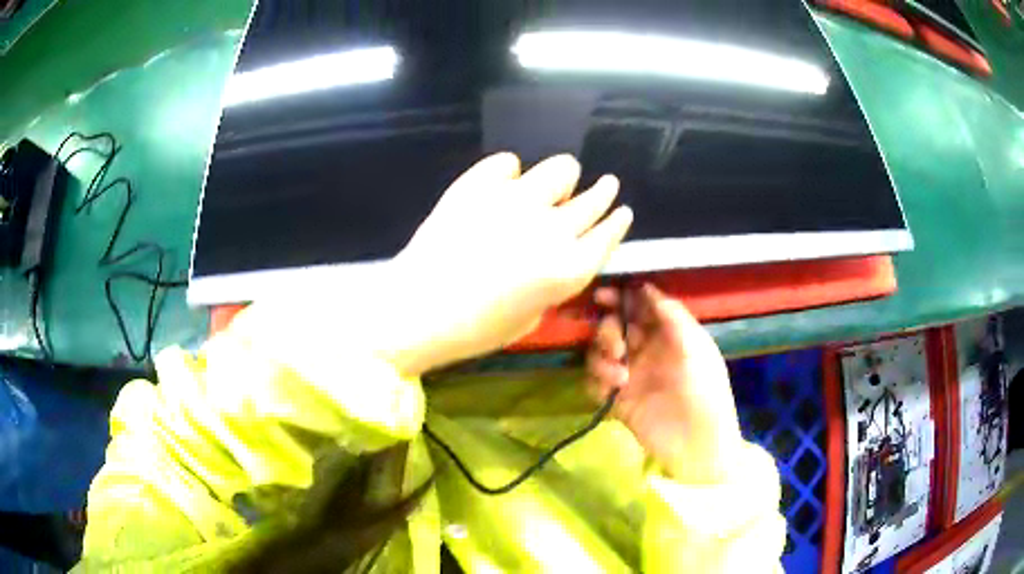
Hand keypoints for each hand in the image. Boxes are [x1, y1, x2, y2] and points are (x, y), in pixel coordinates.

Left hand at [387, 153, 632, 376]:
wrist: (416, 310)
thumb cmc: (474, 329)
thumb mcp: (530, 317)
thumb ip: (554, 282)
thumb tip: (557, 253)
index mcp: (568, 269)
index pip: (606, 235)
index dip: (617, 220)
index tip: (622, 209)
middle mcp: (552, 229)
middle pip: (592, 200)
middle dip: (603, 191)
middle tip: (605, 183)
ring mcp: (517, 201)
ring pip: (560, 170)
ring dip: (563, 176)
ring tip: (556, 181)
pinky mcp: (481, 185)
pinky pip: (508, 163)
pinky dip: (509, 171)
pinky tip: (504, 180)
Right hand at [587, 284, 743, 484]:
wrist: (698, 445)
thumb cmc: (705, 392)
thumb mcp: (697, 349)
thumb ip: (673, 317)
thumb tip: (647, 287)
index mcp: (668, 335)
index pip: (640, 307)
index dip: (622, 297)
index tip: (604, 295)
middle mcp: (646, 350)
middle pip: (615, 326)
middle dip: (608, 329)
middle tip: (616, 345)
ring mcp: (630, 375)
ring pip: (600, 352)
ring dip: (602, 356)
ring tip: (619, 374)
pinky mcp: (617, 400)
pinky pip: (594, 381)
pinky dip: (597, 380)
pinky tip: (614, 388)